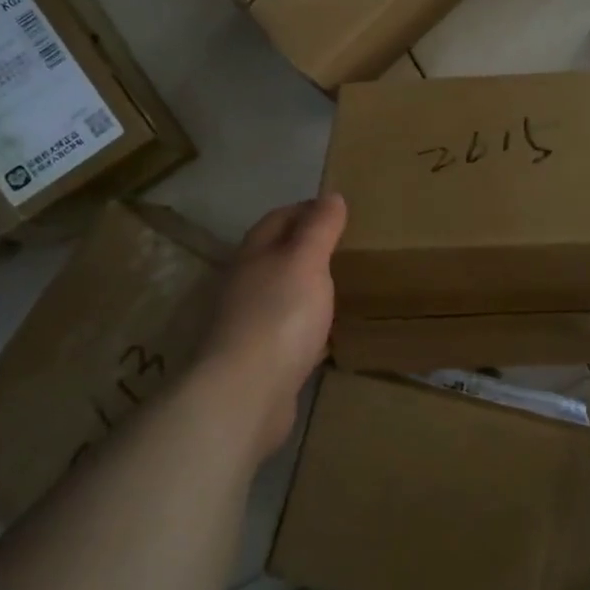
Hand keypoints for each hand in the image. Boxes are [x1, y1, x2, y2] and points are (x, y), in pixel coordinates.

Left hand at [195, 195, 346, 460]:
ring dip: (305, 288)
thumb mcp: (306, 261)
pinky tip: (325, 335)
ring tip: (339, 287)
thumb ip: (319, 229)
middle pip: (275, 256)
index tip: (337, 210)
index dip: (305, 209)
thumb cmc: (279, 315)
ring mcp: (249, 325)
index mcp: (253, 256)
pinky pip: (287, 333)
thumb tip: (331, 196)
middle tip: (344, 247)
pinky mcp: (260, 360)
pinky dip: (306, 326)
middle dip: (305, 248)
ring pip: (281, 295)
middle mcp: (245, 285)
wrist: (246, 393)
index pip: (278, 219)